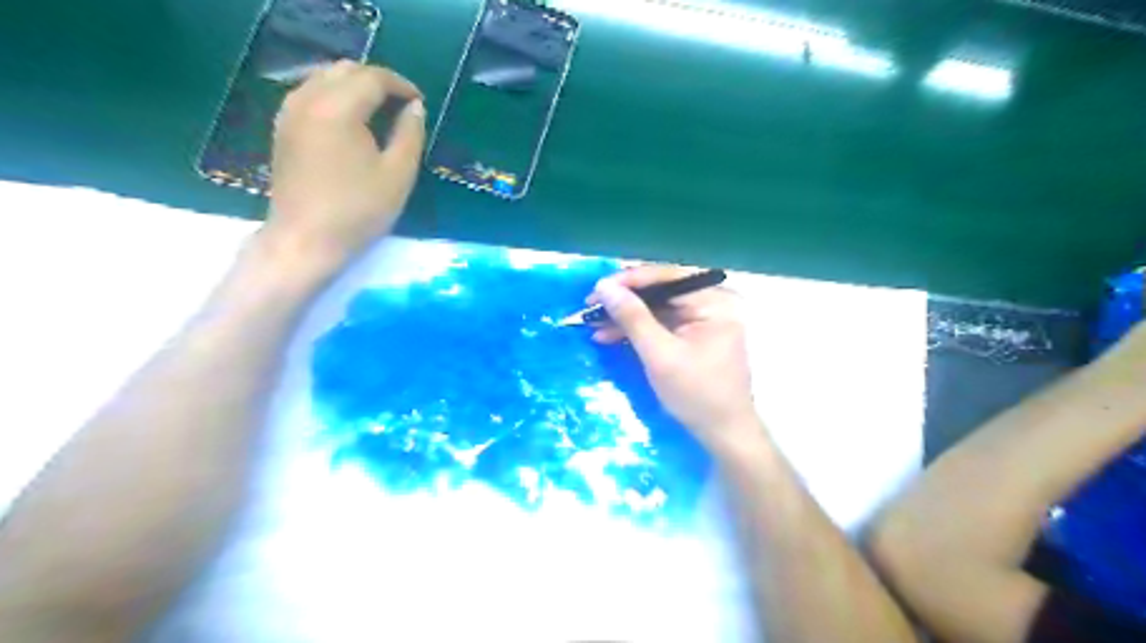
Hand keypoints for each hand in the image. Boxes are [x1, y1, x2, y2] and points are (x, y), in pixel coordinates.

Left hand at [267, 60, 426, 266]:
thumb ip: (410, 135)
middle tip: (402, 106)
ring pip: (325, 78)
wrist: (306, 240)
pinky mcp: (283, 128)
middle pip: (346, 70)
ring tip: (380, 112)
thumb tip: (415, 108)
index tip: (420, 103)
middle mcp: (308, 99)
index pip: (373, 78)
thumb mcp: (398, 175)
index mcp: (338, 108)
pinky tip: (351, 121)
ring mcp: (290, 112)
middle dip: (378, 81)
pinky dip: (335, 96)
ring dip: (355, 86)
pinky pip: (310, 93)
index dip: (401, 85)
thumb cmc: (358, 211)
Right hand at [590, 264, 758, 447]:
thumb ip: (632, 317)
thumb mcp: (660, 354)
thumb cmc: (697, 394)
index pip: (667, 277)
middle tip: (591, 306)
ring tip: (593, 323)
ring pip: (657, 307)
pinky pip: (661, 323)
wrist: (723, 433)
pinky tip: (609, 335)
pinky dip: (637, 330)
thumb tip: (604, 286)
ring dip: (626, 316)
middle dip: (624, 300)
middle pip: (661, 291)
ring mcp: (704, 318)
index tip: (596, 289)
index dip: (629, 281)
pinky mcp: (694, 334)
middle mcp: (712, 302)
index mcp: (715, 301)